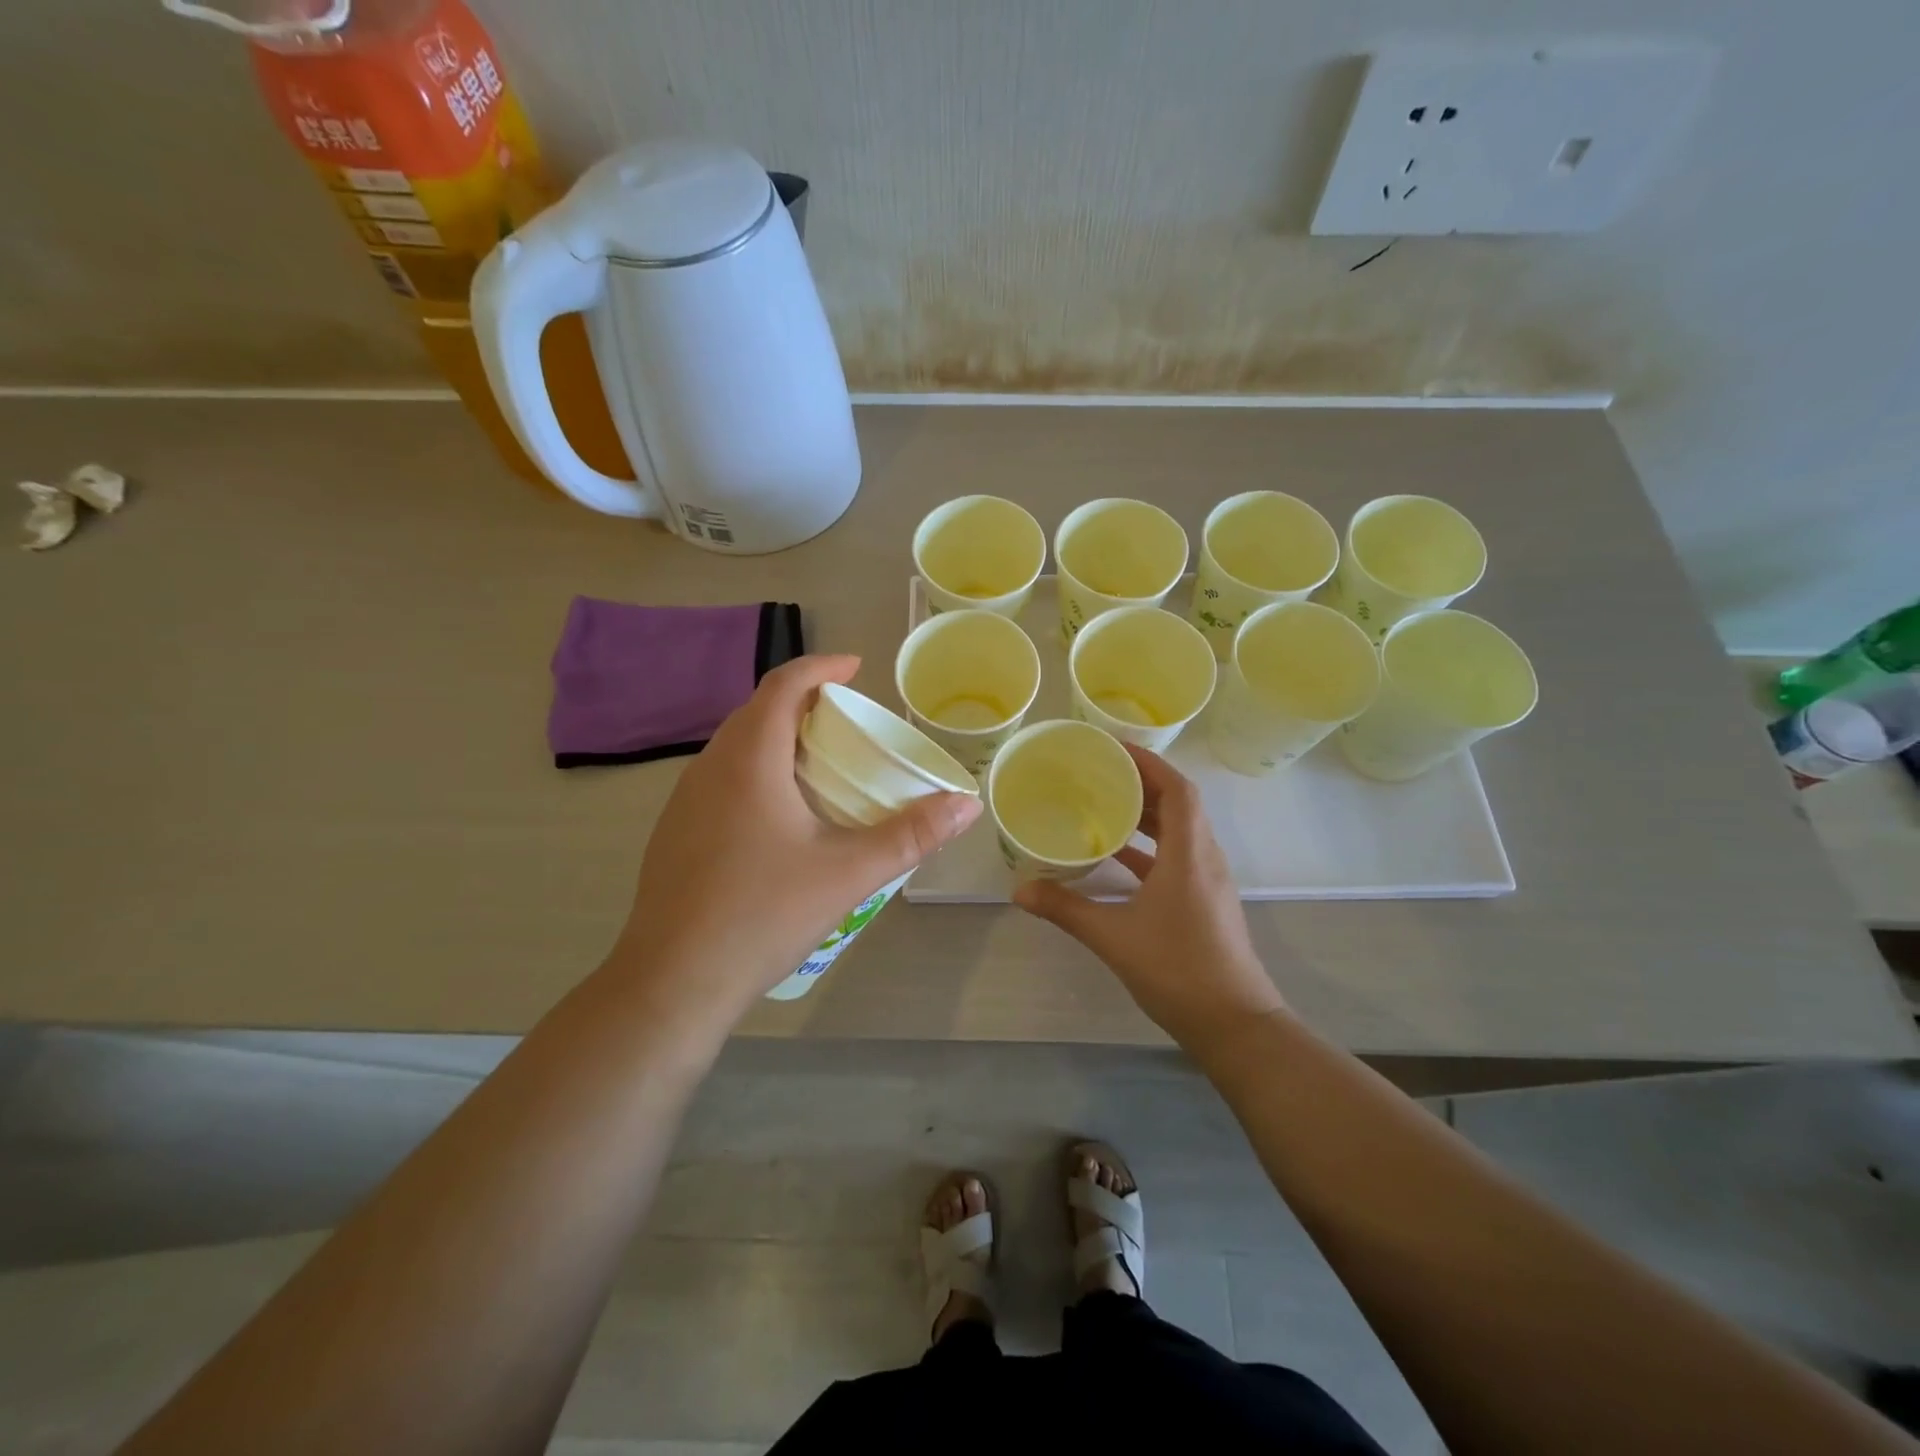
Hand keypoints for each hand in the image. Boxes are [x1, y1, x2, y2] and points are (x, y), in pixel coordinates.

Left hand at [615, 655, 981, 1018]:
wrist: (674, 980)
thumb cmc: (764, 914)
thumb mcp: (849, 873)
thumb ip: (911, 835)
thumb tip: (966, 804)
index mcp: (749, 761)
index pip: (783, 685)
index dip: (821, 667)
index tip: (855, 668)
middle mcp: (710, 767)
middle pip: (757, 711)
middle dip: (803, 702)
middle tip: (848, 719)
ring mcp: (684, 800)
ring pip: (735, 745)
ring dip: (777, 736)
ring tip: (819, 761)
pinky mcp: (674, 831)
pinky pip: (720, 777)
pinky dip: (755, 769)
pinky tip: (779, 813)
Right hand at [1013, 745, 1284, 1047]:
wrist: (1235, 1025)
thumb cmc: (1177, 970)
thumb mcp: (1113, 936)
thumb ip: (1065, 909)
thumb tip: (1019, 889)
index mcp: (1189, 853)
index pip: (1176, 788)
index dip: (1148, 762)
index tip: (1112, 749)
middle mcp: (1204, 858)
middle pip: (1178, 803)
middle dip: (1141, 782)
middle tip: (1098, 772)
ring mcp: (1208, 881)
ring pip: (1178, 831)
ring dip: (1146, 814)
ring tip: (1103, 804)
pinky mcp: (1205, 901)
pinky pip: (1177, 857)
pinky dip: (1149, 847)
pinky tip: (1117, 856)